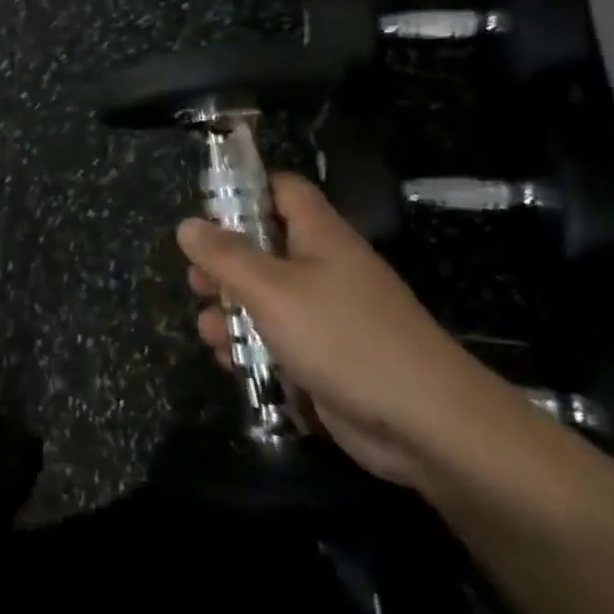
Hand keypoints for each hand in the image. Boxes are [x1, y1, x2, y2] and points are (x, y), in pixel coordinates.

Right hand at [179, 173, 513, 488]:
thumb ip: (225, 256)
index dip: (246, 190)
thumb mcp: (272, 290)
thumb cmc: (342, 337)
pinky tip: (230, 363)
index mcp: (319, 235)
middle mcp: (325, 267)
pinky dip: (255, 347)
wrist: (426, 423)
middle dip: (225, 264)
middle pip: (266, 246)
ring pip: (269, 298)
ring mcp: (330, 314)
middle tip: (196, 281)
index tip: (207, 211)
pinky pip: (282, 340)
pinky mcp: (330, 358)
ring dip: (233, 312)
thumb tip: (187, 225)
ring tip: (207, 330)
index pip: (283, 189)